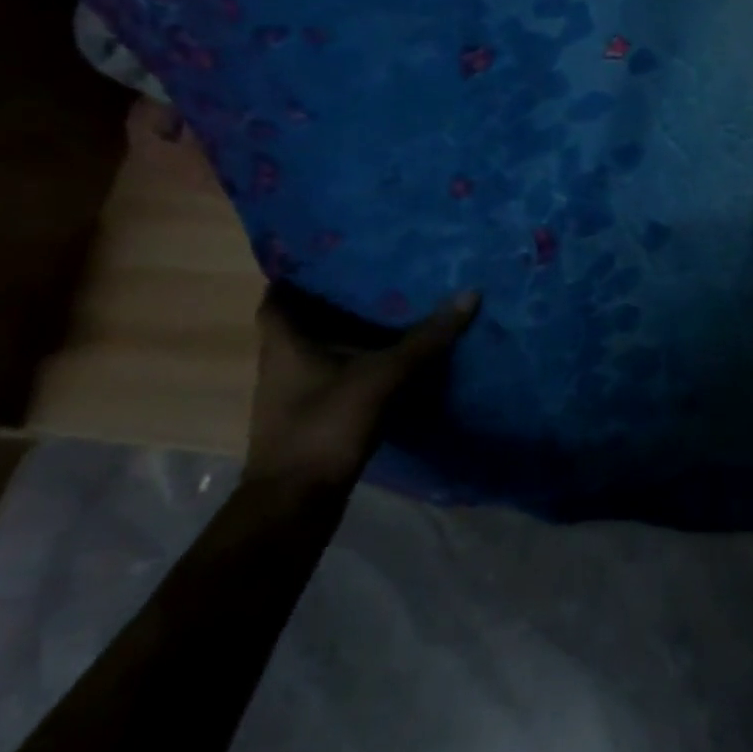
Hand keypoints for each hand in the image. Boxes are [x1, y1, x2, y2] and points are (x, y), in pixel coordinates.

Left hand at [246, 287, 480, 492]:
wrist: (295, 503)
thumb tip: (470, 294)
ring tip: (397, 301)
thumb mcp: (383, 375)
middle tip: (382, 268)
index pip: (282, 289)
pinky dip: (360, 356)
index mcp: (285, 339)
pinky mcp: (313, 411)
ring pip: (324, 343)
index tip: (339, 248)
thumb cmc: (326, 425)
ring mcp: (296, 388)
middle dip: (340, 293)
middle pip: (308, 315)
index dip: (304, 268)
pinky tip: (394, 349)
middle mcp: (283, 358)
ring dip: (352, 326)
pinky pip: (337, 369)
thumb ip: (426, 338)